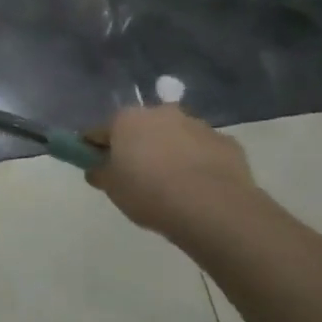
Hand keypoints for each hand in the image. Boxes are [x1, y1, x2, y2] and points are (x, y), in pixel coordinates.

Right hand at [87, 104, 262, 236]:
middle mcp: (161, 113)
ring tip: (172, 185)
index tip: (96, 166)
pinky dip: (198, 163)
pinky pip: (203, 151)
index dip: (95, 148)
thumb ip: (100, 173)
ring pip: (175, 136)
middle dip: (137, 146)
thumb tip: (96, 168)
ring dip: (169, 152)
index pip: (100, 131)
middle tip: (137, 176)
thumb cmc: (150, 194)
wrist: (212, 208)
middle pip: (141, 128)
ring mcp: (197, 125)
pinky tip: (199, 187)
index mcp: (127, 119)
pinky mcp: (226, 142)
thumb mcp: (112, 189)